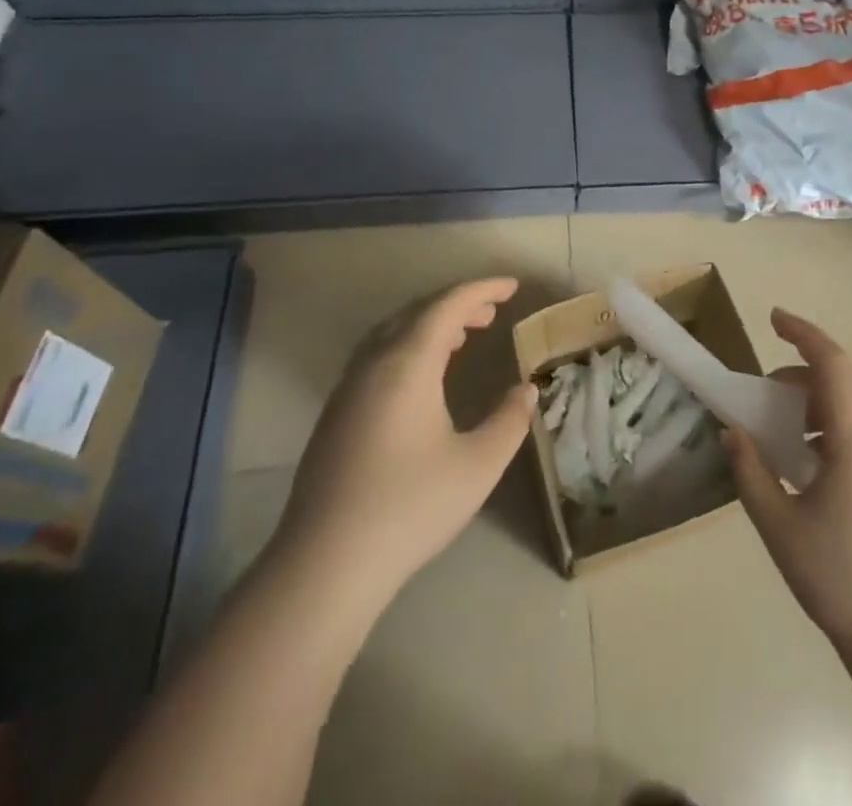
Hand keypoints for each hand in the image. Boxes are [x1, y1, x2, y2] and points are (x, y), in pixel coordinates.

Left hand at [271, 277, 536, 610]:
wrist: (325, 565)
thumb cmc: (410, 507)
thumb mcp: (478, 465)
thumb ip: (509, 421)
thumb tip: (526, 390)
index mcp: (408, 363)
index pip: (448, 304)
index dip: (483, 289)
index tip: (512, 286)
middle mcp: (374, 363)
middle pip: (418, 312)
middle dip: (457, 304)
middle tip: (491, 313)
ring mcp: (349, 388)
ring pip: (392, 332)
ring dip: (429, 324)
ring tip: (461, 337)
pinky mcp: (336, 414)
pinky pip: (377, 355)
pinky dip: (408, 346)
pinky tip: (422, 378)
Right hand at [725, 310, 851, 650]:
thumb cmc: (839, 578)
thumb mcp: (780, 526)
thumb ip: (751, 471)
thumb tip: (733, 430)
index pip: (833, 364)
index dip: (804, 333)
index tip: (773, 318)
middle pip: (834, 385)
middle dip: (792, 380)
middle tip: (755, 406)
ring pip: (842, 412)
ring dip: (805, 410)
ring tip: (773, 443)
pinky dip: (820, 433)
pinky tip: (800, 470)